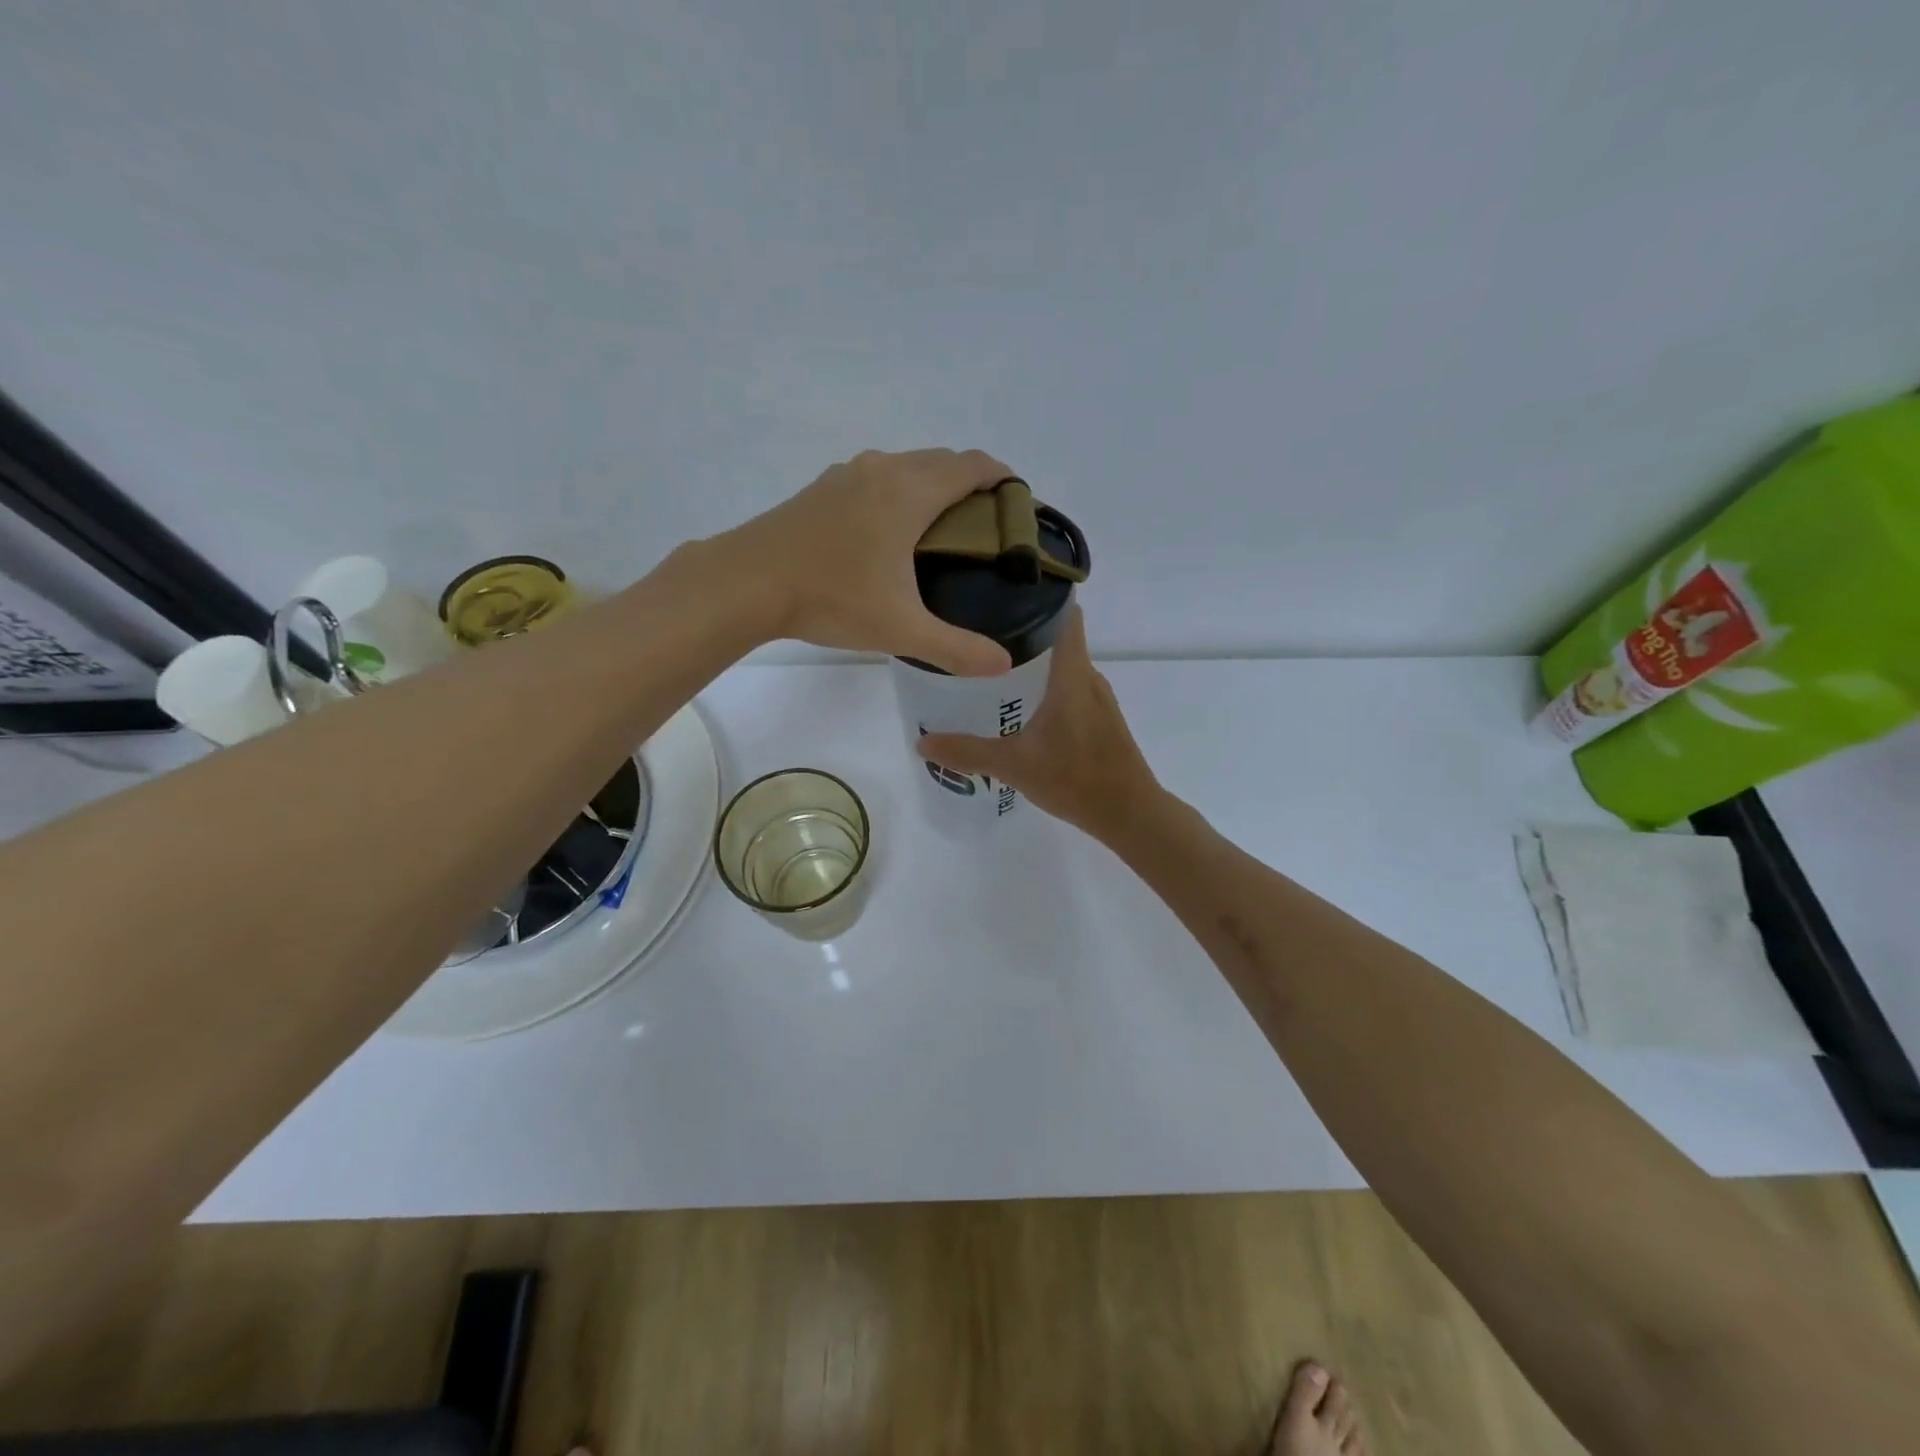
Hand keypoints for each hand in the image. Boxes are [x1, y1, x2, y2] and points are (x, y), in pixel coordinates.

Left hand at [720, 448, 1013, 676]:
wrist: (747, 582)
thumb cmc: (831, 598)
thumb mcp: (901, 629)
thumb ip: (956, 648)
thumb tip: (1003, 664)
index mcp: (910, 493)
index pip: (971, 466)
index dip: (1001, 477)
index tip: (1016, 502)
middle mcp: (883, 470)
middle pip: (942, 461)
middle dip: (971, 484)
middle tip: (985, 527)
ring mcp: (848, 475)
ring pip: (906, 466)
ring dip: (932, 485)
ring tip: (942, 530)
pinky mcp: (822, 488)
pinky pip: (877, 478)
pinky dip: (899, 492)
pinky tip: (889, 533)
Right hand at [917, 609, 1160, 842]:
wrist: (1129, 814)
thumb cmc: (1076, 779)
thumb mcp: (1014, 765)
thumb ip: (968, 752)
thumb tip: (922, 744)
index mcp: (1072, 674)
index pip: (1064, 615)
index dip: (1039, 597)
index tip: (1002, 594)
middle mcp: (1089, 677)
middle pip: (1058, 638)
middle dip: (1021, 633)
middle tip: (978, 636)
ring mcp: (1098, 699)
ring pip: (1063, 666)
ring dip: (1033, 663)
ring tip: (990, 669)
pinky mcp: (1101, 719)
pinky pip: (1070, 688)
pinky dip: (1046, 687)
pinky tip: (1019, 707)